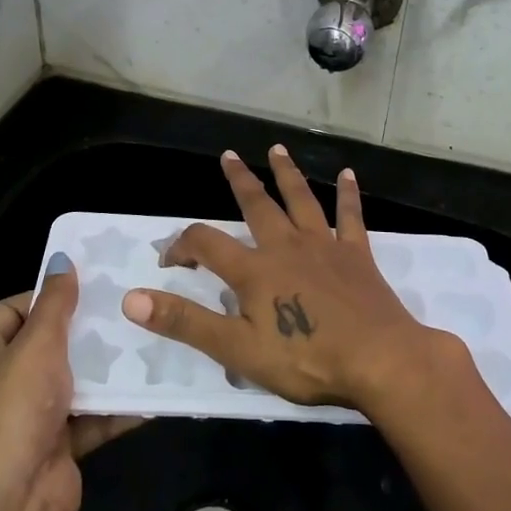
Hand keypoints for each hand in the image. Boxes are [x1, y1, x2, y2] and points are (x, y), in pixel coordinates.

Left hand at [0, 260, 140, 510]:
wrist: (12, 503)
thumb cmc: (15, 409)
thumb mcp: (37, 345)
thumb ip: (55, 303)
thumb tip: (62, 259)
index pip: (12, 310)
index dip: (45, 295)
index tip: (88, 285)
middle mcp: (4, 382)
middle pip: (48, 344)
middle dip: (86, 329)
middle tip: (128, 306)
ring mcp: (33, 416)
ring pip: (75, 380)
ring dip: (107, 367)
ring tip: (148, 338)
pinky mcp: (60, 444)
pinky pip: (94, 416)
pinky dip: (119, 406)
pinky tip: (154, 387)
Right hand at [121, 147, 456, 412]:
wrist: (379, 360)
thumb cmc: (305, 359)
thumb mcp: (236, 349)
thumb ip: (185, 322)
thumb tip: (131, 298)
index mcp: (254, 270)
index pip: (205, 244)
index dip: (181, 246)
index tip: (169, 259)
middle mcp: (287, 246)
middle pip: (257, 205)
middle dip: (239, 181)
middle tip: (227, 156)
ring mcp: (325, 247)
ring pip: (301, 200)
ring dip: (287, 174)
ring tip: (277, 149)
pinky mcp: (357, 255)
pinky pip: (350, 217)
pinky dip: (348, 195)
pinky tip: (348, 175)